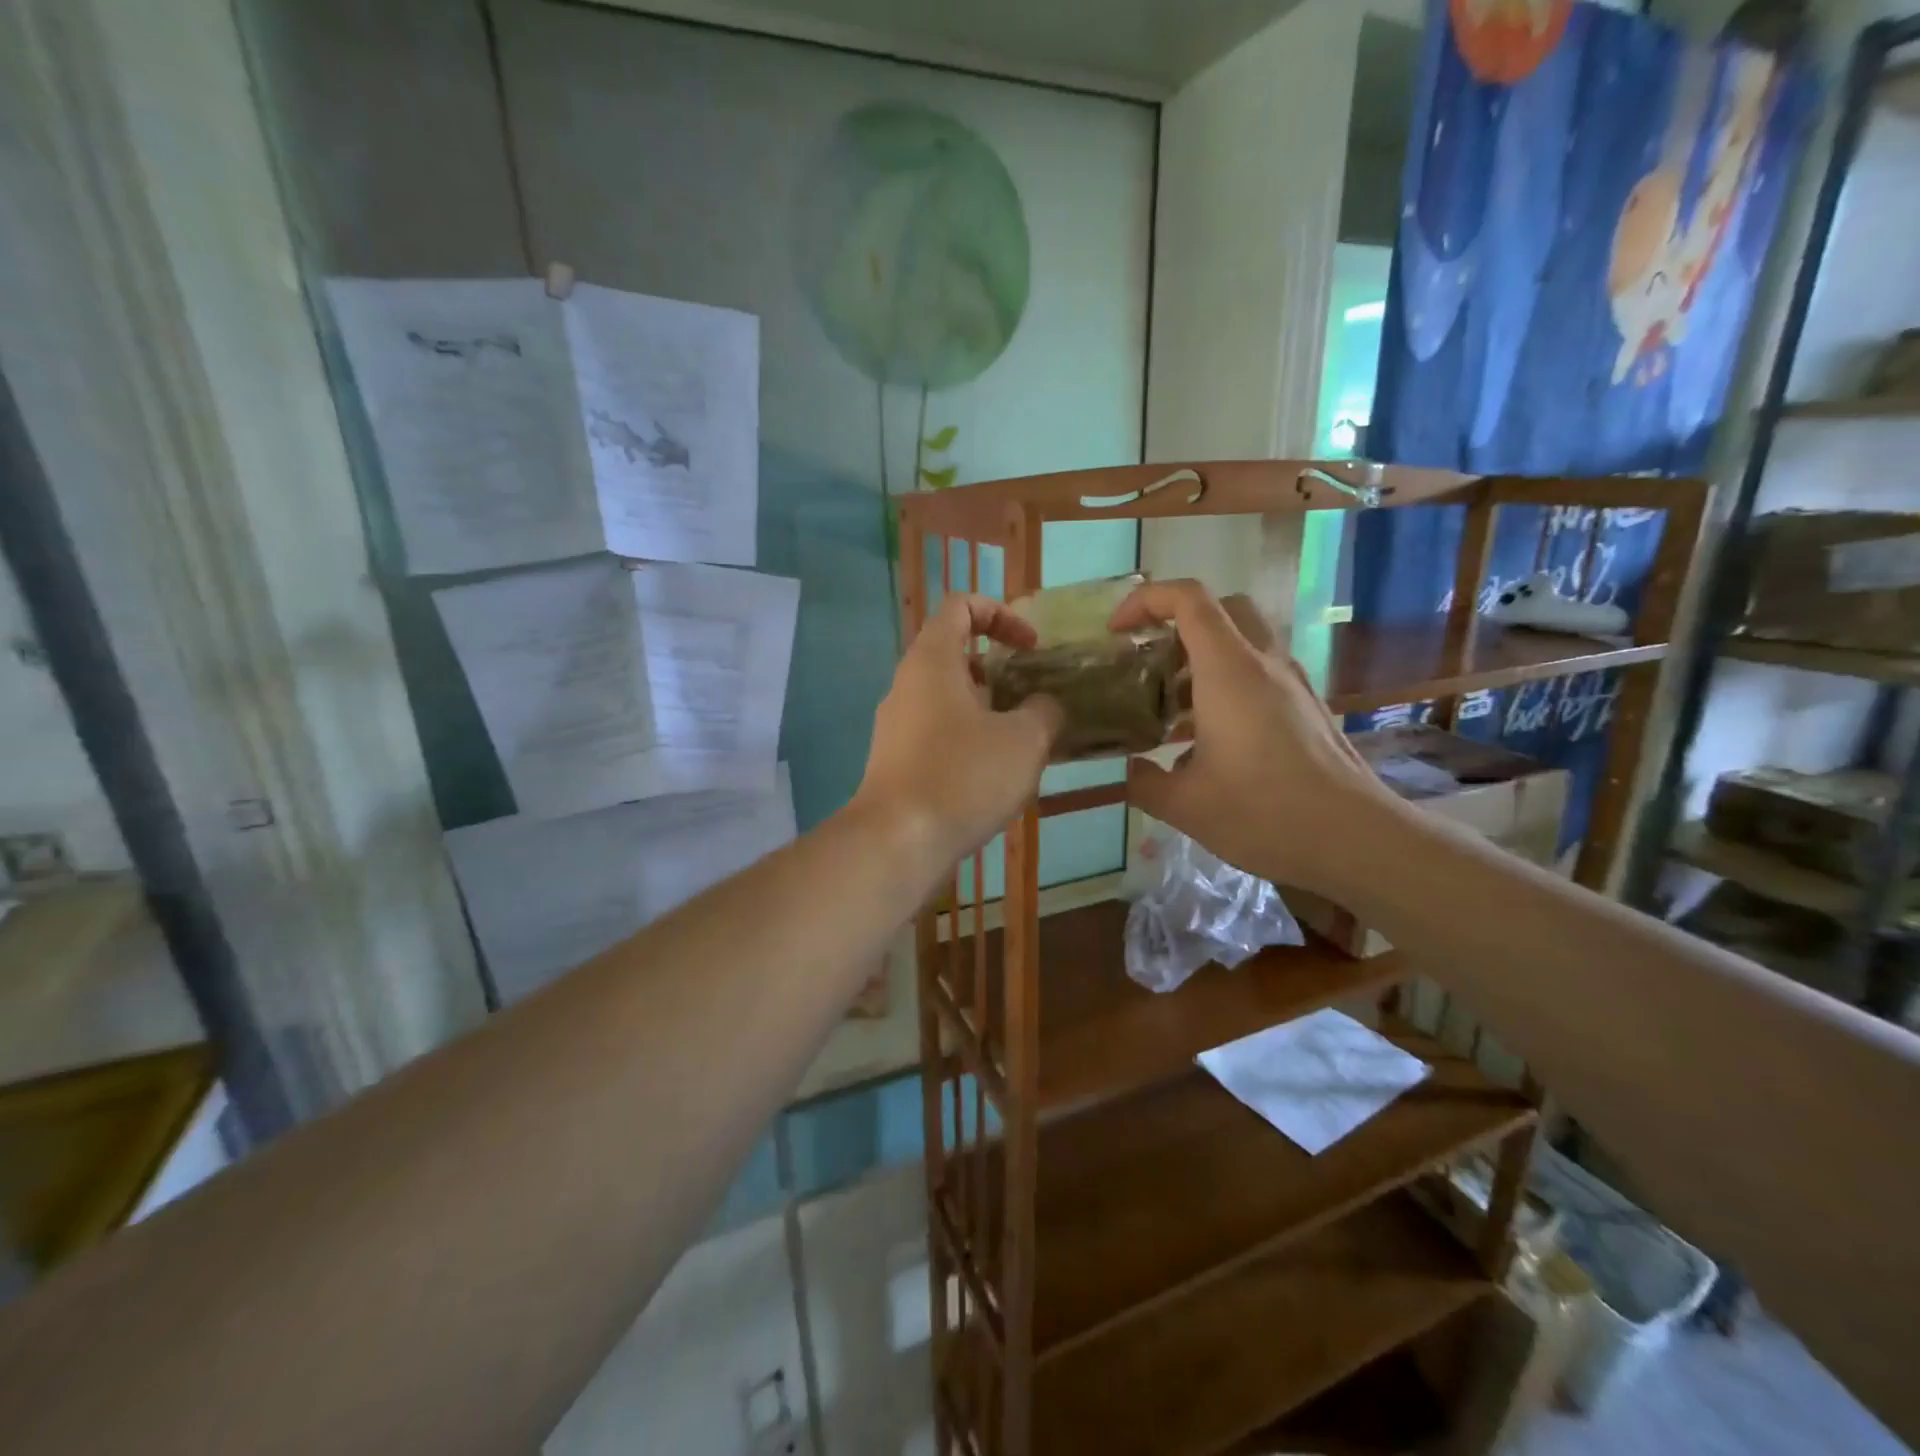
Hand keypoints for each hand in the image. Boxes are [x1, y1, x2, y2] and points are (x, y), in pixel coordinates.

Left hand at [853, 593, 1062, 874]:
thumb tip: (1045, 705)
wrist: (897, 842)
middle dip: (1000, 669)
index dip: (1001, 614)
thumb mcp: (1025, 740)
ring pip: (948, 698)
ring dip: (988, 709)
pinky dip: (969, 739)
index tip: (1031, 647)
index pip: (960, 606)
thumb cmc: (963, 776)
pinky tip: (996, 775)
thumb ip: (1044, 711)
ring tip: (1024, 741)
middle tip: (1033, 696)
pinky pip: (938, 733)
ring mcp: (896, 725)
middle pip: (954, 654)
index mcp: (932, 660)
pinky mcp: (896, 760)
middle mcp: (907, 684)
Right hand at [1110, 580, 1394, 895]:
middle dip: (1176, 622)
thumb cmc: (1264, 813)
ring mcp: (1293, 683)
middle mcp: (1264, 663)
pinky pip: (1260, 673)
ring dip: (1202, 658)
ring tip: (1171, 707)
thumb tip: (1130, 771)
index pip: (1188, 599)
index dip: (1145, 601)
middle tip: (1148, 661)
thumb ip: (1143, 782)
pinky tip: (1209, 740)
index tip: (1117, 633)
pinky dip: (1226, 684)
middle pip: (1221, 608)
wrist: (1356, 841)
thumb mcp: (1185, 806)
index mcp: (1229, 671)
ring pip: (1243, 641)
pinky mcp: (1308, 707)